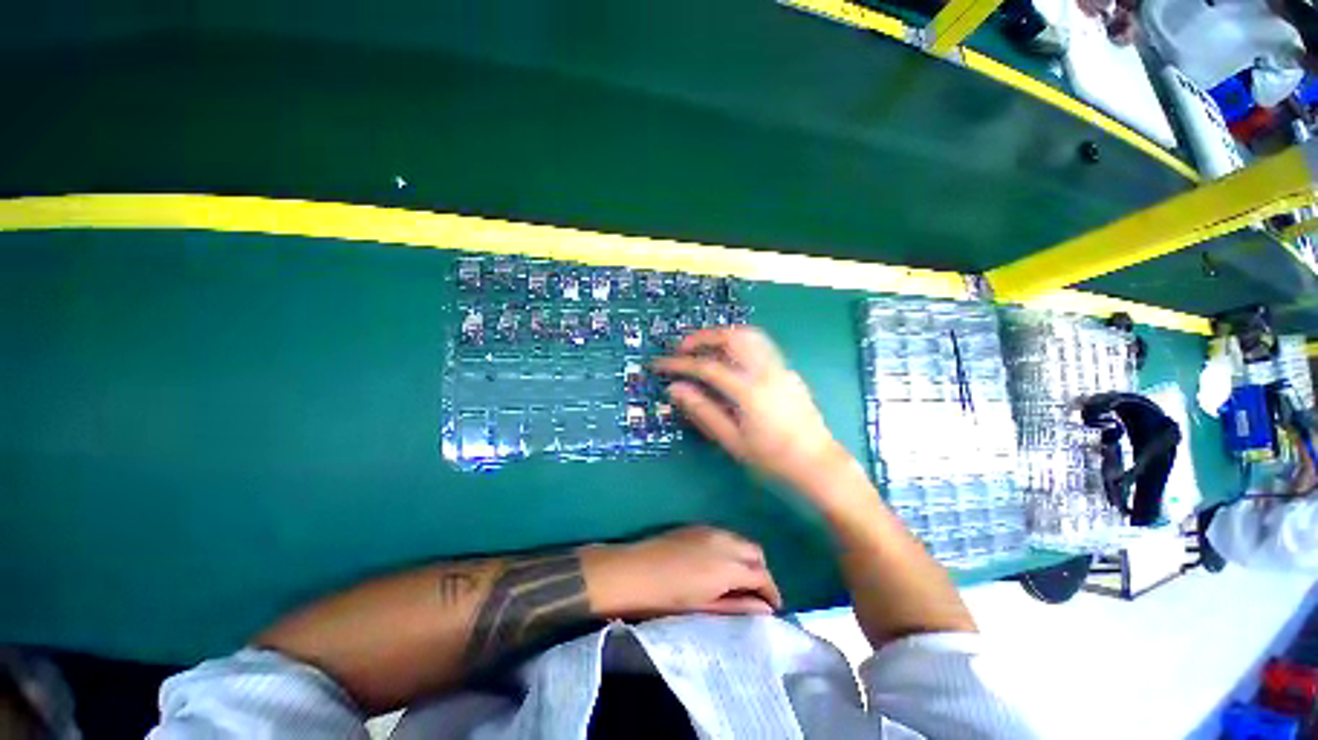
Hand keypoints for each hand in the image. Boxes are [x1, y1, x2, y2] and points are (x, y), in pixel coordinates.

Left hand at [581, 526, 782, 617]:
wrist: (632, 572)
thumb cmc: (666, 599)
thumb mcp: (704, 608)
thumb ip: (738, 607)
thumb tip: (766, 610)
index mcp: (727, 566)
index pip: (762, 575)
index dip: (771, 591)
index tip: (772, 606)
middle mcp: (723, 542)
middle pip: (756, 552)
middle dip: (761, 572)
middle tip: (755, 594)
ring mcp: (708, 530)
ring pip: (740, 540)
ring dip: (745, 558)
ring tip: (736, 580)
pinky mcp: (695, 526)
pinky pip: (723, 534)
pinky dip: (730, 547)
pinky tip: (717, 563)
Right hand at [652, 327, 852, 492]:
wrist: (818, 464)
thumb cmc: (772, 460)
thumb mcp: (732, 441)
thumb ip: (703, 411)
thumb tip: (676, 389)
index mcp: (749, 392)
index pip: (707, 368)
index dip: (679, 364)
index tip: (660, 364)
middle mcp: (766, 371)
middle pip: (731, 338)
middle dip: (701, 337)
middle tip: (681, 348)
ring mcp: (780, 368)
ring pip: (749, 335)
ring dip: (721, 335)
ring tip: (702, 347)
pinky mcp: (787, 371)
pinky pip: (760, 345)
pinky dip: (738, 342)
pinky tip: (729, 358)